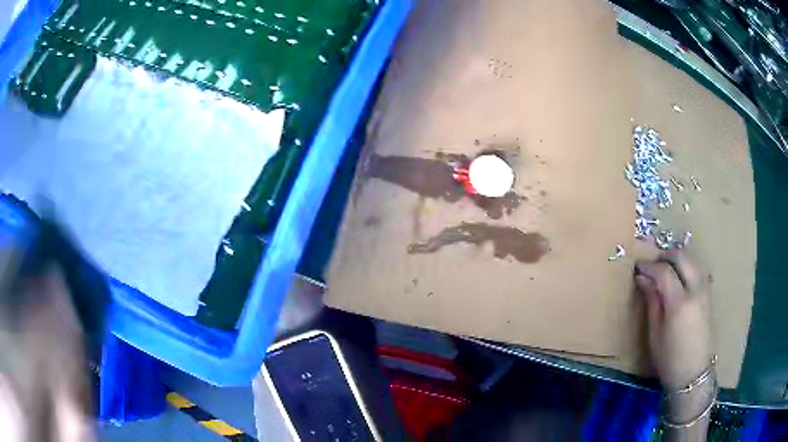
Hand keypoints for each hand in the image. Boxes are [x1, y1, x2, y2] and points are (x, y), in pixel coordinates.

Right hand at [634, 250, 712, 389]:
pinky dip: (686, 266)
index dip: (649, 266)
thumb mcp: (655, 333)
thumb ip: (652, 301)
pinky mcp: (709, 295)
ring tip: (664, 269)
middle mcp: (695, 290)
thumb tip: (643, 278)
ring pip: (692, 259)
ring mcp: (705, 290)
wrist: (693, 373)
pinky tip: (679, 278)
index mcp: (679, 303)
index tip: (638, 267)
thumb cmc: (669, 359)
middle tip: (651, 265)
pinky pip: (698, 270)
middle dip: (665, 256)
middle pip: (681, 257)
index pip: (664, 271)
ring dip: (677, 259)